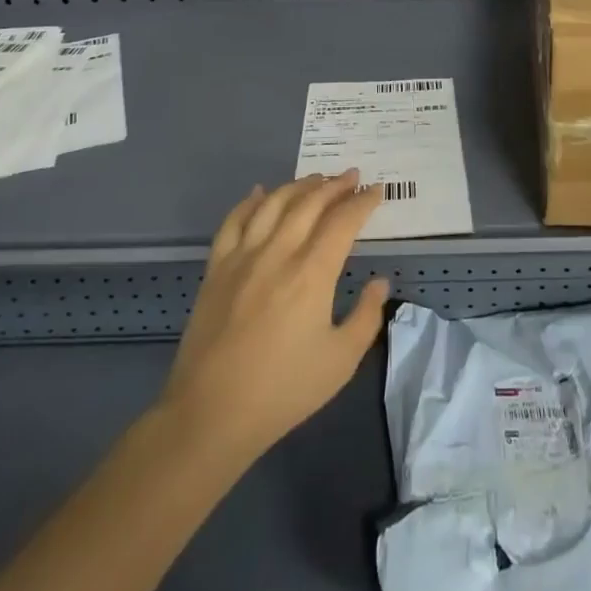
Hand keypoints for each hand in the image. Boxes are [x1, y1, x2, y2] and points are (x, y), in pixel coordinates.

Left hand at [160, 171, 390, 457]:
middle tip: (352, 175)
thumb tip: (380, 282)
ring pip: (273, 203)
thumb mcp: (340, 361)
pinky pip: (234, 221)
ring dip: (299, 185)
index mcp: (312, 273)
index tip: (376, 191)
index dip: (363, 202)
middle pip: (309, 203)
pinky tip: (260, 192)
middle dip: (335, 185)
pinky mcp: (216, 268)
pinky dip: (250, 201)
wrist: (211, 415)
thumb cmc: (283, 391)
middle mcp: (278, 252)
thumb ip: (366, 316)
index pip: (343, 221)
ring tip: (316, 178)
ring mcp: (243, 256)